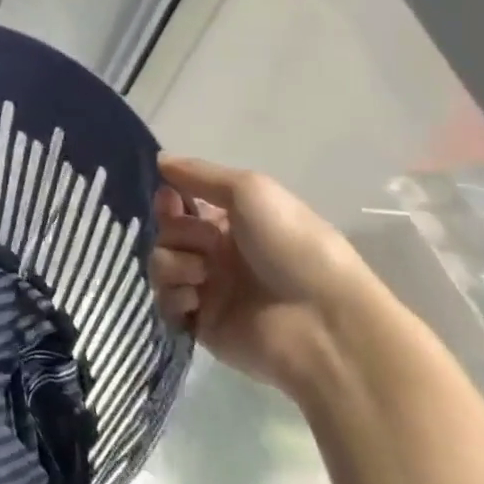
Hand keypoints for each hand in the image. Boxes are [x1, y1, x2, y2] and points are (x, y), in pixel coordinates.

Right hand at [149, 152, 375, 398]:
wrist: (325, 324)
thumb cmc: (292, 246)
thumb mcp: (250, 190)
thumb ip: (199, 173)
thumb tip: (158, 158)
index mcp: (233, 224)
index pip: (182, 205)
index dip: (169, 200)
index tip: (170, 200)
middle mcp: (218, 255)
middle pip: (166, 233)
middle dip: (175, 232)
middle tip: (204, 243)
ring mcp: (208, 291)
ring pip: (160, 264)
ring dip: (173, 264)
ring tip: (202, 275)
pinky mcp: (200, 325)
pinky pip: (164, 303)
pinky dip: (174, 297)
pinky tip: (197, 300)